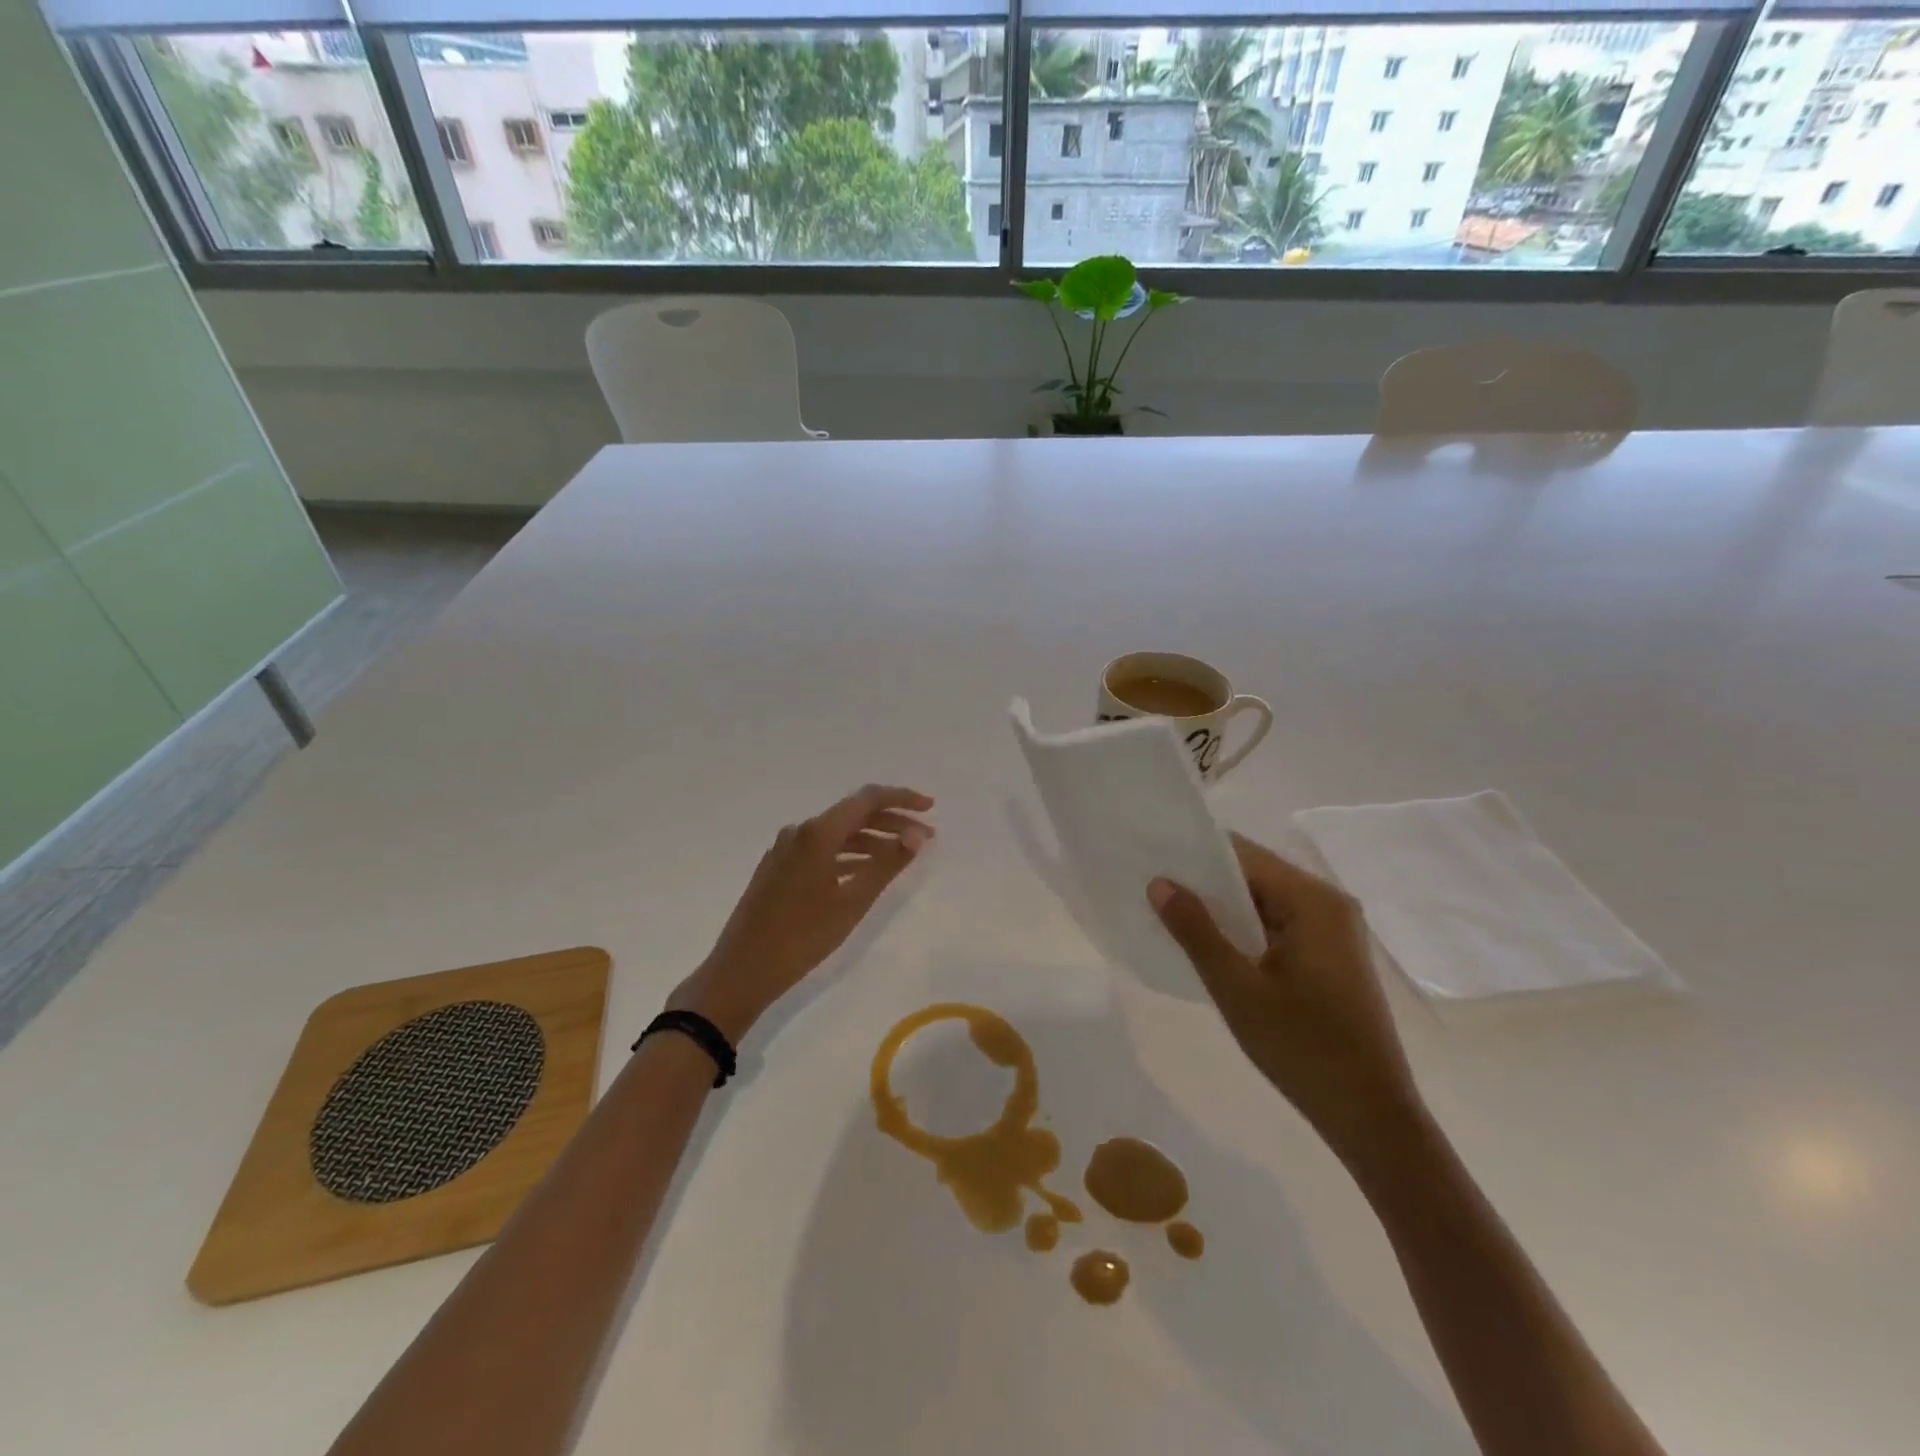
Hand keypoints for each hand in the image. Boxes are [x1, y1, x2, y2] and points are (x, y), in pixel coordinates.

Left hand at [669, 785, 934, 1043]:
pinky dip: (849, 855)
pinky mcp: (779, 868)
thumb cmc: (802, 937)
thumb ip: (887, 865)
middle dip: (892, 821)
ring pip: (838, 833)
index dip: (902, 799)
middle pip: (853, 814)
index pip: (867, 799)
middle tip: (925, 838)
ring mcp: (786, 849)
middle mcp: (800, 831)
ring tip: (901, 856)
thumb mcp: (852, 903)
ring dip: (872, 839)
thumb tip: (916, 836)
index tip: (931, 808)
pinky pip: (822, 849)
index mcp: (817, 832)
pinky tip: (866, 871)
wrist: (741, 970)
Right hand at [1148, 835, 1422, 1161]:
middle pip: (1255, 874)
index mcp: (1313, 901)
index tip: (1150, 857)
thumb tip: (1159, 883)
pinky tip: (1209, 945)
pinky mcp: (1330, 956)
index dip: (1195, 854)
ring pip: (1263, 902)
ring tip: (1168, 912)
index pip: (1243, 855)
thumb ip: (1196, 931)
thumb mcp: (1237, 989)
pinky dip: (1243, 930)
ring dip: (1222, 909)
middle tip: (1150, 887)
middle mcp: (1329, 904)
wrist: (1372, 1119)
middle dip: (1204, 881)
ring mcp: (1333, 931)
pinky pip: (1276, 926)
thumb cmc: (1304, 1049)